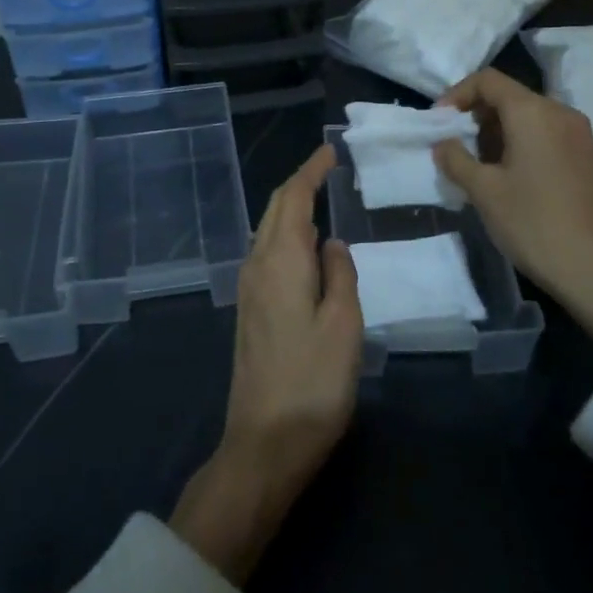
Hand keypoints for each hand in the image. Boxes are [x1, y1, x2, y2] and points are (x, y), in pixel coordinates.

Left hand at [170, 144, 361, 583]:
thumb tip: (332, 242)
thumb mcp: (344, 324)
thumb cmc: (313, 382)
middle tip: (327, 168)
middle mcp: (257, 266)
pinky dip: (286, 235)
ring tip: (320, 198)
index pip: (293, 199)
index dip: (310, 171)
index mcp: (280, 261)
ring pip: (268, 231)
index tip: (329, 151)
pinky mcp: (250, 312)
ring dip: (291, 209)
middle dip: (299, 184)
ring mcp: (248, 290)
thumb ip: (340, 274)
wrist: (265, 442)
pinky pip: (267, 254)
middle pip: (275, 210)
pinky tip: (305, 247)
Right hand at [434, 67, 592, 357]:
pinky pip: (543, 133)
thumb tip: (442, 143)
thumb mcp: (483, 191)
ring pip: (526, 115)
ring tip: (476, 165)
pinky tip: (505, 176)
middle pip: (508, 95)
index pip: (488, 80)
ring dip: (495, 131)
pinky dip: (518, 142)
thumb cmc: (533, 223)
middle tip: (454, 147)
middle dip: (475, 115)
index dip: (456, 95)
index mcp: (533, 112)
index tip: (438, 123)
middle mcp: (559, 112)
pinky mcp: (584, 156)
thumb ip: (456, 159)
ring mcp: (577, 134)